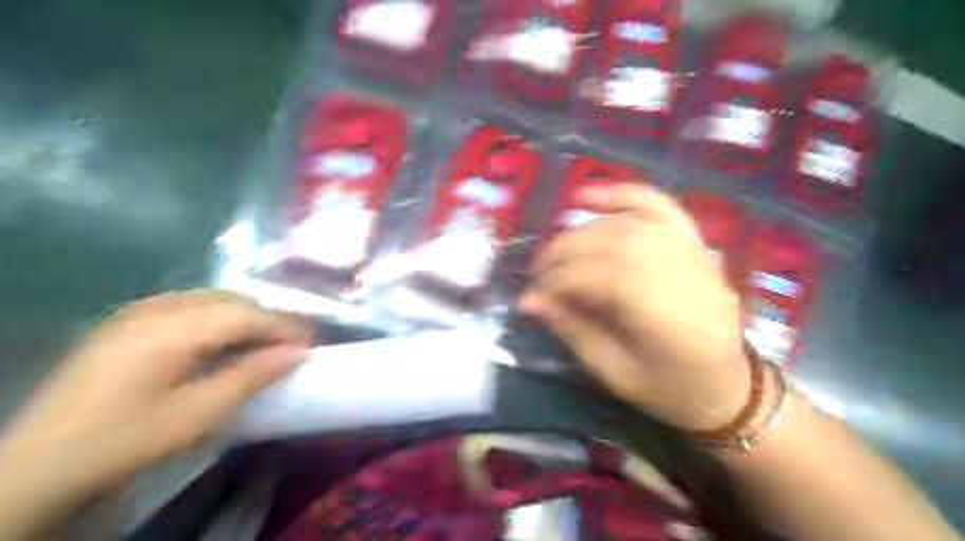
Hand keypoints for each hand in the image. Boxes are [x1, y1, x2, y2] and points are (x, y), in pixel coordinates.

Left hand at [1, 292, 309, 540]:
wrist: (38, 463)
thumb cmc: (124, 439)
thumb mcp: (196, 415)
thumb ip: (251, 377)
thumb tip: (298, 354)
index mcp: (170, 330)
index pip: (245, 314)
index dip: (283, 326)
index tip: (310, 344)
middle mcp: (155, 308)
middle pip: (230, 300)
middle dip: (266, 319)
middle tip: (289, 346)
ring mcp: (137, 311)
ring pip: (211, 298)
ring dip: (244, 317)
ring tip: (262, 344)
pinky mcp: (127, 321)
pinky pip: (189, 305)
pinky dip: (217, 317)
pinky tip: (221, 341)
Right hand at [525, 183, 747, 430]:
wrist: (731, 387)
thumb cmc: (672, 391)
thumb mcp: (616, 375)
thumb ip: (574, 331)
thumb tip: (531, 300)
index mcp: (670, 320)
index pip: (603, 279)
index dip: (560, 281)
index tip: (532, 294)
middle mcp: (685, 276)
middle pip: (613, 243)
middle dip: (564, 251)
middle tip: (537, 270)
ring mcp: (694, 254)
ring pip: (628, 224)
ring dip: (582, 229)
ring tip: (556, 246)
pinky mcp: (695, 244)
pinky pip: (659, 206)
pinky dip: (622, 194)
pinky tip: (588, 196)